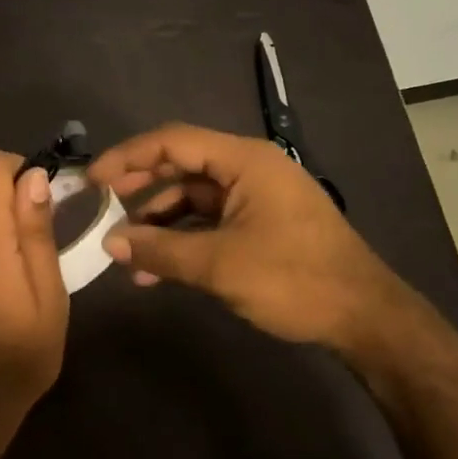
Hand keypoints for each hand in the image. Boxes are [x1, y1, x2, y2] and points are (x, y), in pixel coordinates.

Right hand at [88, 122, 403, 349]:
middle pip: (182, 165)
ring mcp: (257, 197)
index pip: (173, 141)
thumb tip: (110, 243)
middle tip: (101, 206)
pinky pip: (211, 220)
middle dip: (140, 186)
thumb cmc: (294, 279)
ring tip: (125, 251)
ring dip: (159, 221)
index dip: (128, 157)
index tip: (92, 180)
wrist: (365, 317)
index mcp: (244, 161)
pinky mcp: (262, 224)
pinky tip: (156, 269)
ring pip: (194, 197)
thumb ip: (160, 251)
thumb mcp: (220, 265)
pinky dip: (183, 238)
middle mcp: (250, 169)